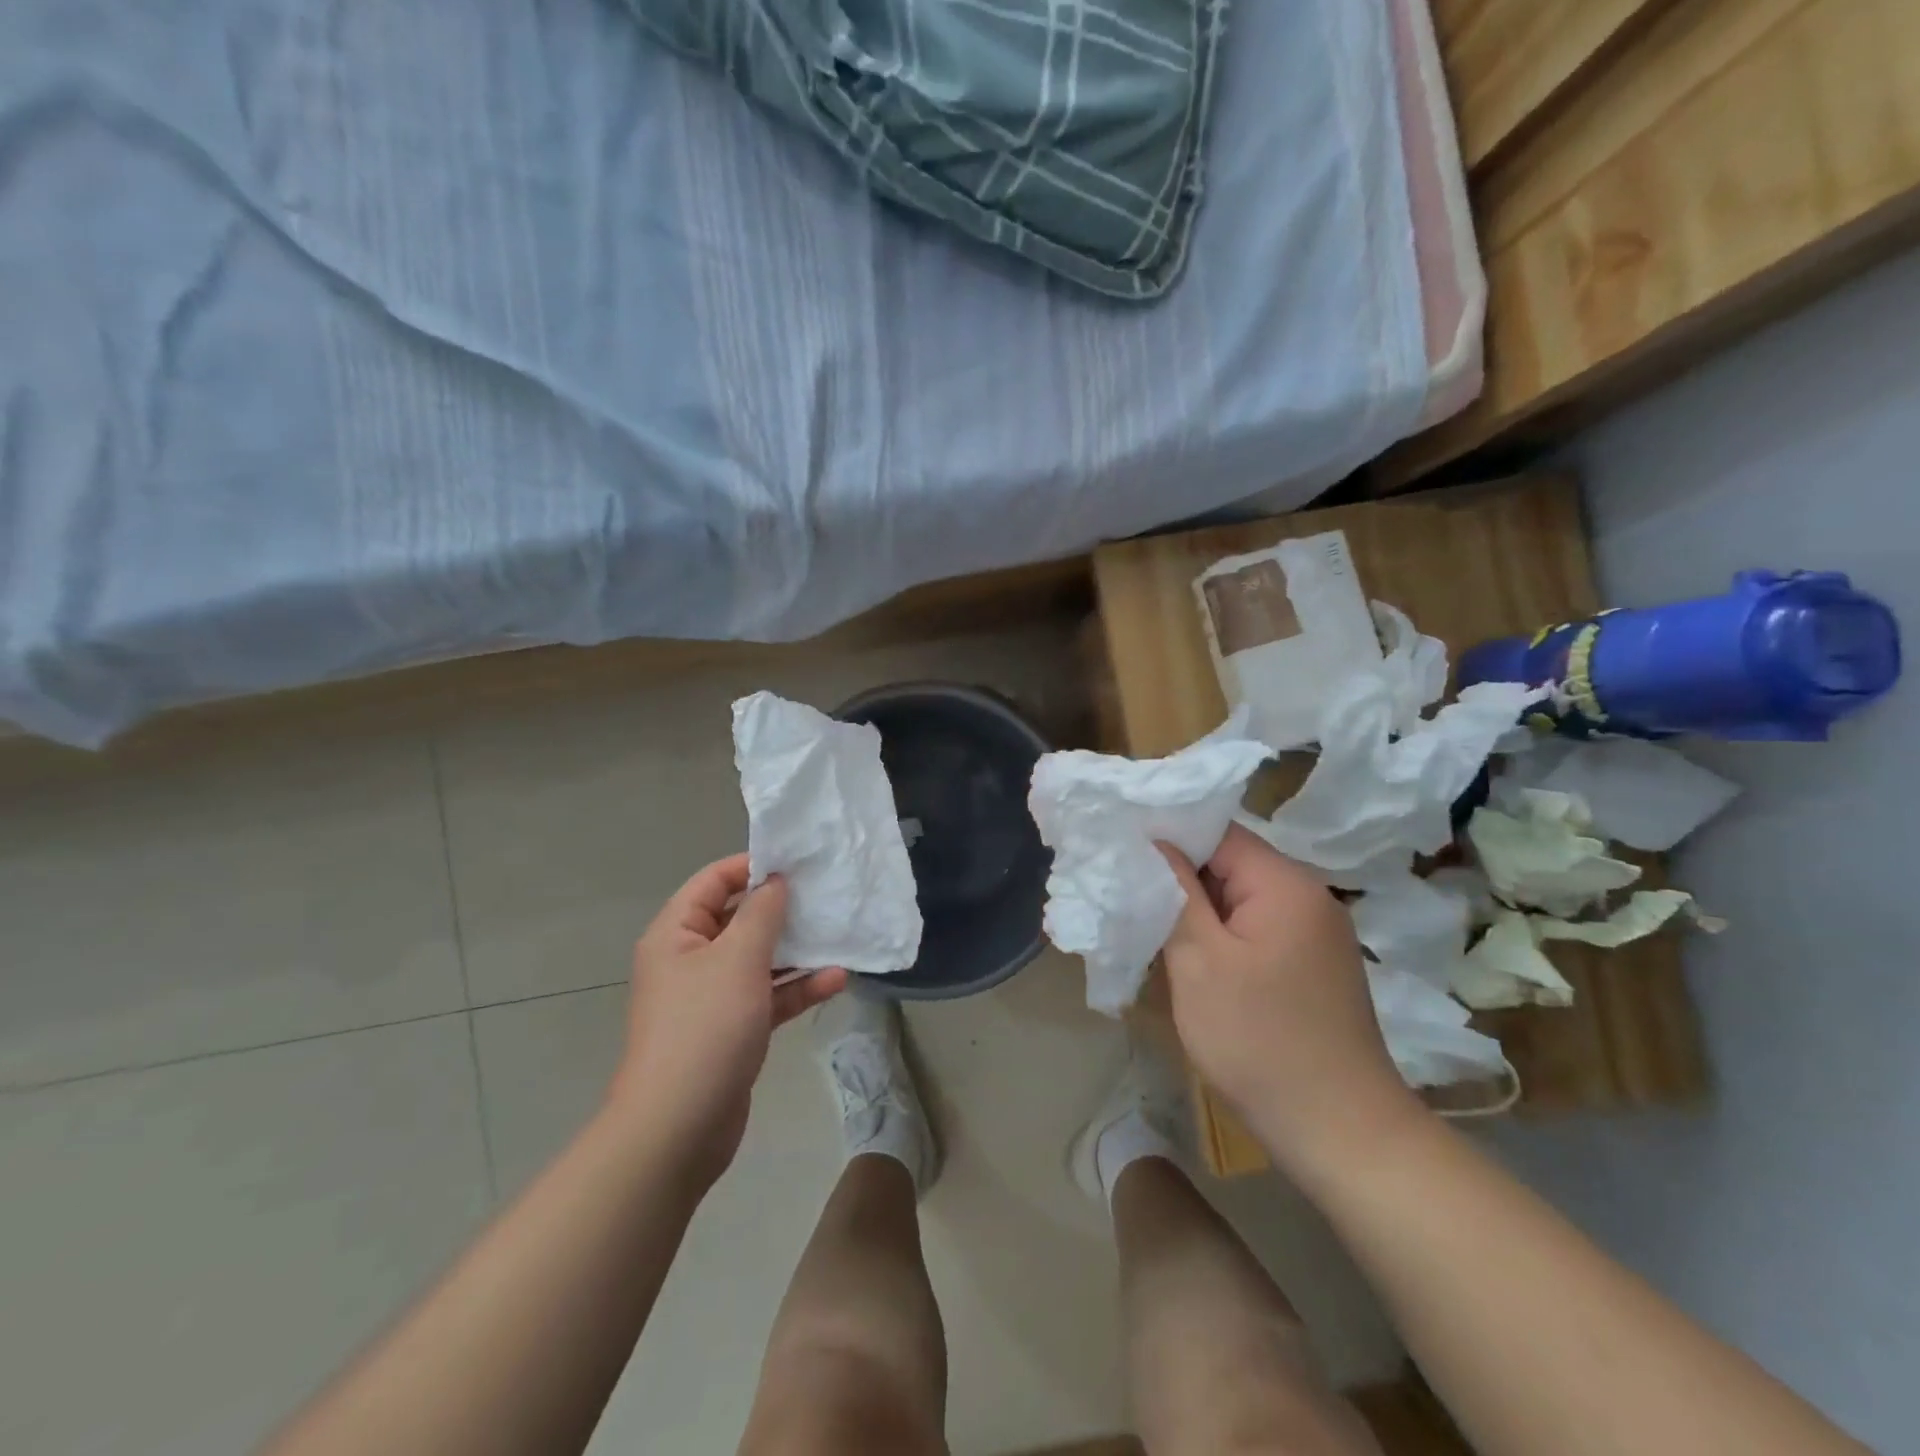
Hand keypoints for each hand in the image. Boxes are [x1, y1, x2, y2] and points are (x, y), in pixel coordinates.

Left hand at [609, 854, 846, 1187]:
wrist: (678, 1127)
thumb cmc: (704, 1027)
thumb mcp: (738, 958)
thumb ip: (762, 913)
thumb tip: (775, 881)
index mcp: (676, 934)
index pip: (713, 881)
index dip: (752, 866)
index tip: (797, 862)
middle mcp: (690, 959)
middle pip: (738, 919)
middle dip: (781, 908)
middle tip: (826, 894)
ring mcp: (711, 997)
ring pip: (758, 959)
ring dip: (796, 950)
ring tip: (839, 933)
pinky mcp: (732, 1029)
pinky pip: (768, 996)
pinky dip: (797, 988)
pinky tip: (837, 980)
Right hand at [1158, 825, 1420, 1175]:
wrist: (1340, 1132)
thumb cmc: (1259, 1040)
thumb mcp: (1200, 961)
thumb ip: (1175, 893)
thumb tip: (1155, 842)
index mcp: (1285, 884)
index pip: (1217, 833)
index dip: (1168, 836)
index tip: (1122, 850)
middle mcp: (1308, 896)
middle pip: (1230, 863)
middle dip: (1179, 876)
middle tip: (1128, 892)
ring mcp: (1315, 932)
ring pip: (1240, 898)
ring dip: (1198, 909)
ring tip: (1150, 922)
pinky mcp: (1313, 964)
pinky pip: (1257, 928)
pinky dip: (1222, 934)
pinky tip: (1191, 956)